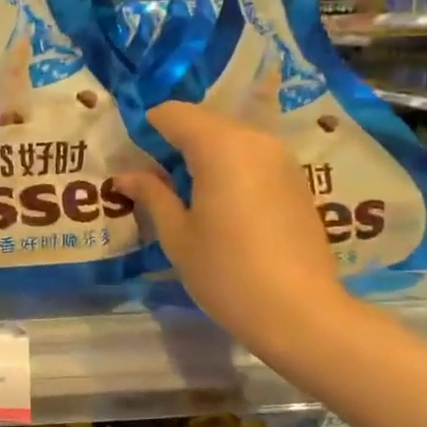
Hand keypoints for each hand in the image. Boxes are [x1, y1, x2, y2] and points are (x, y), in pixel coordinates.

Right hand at [111, 101, 351, 347]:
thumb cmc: (226, 272)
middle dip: (174, 141)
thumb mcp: (178, 235)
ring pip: (230, 139)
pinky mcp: (296, 181)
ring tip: (183, 193)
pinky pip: (252, 158)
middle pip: (204, 122)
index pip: (173, 114)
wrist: (301, 313)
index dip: (147, 128)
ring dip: (203, 155)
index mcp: (219, 146)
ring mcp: (281, 159)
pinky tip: (219, 205)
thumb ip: (152, 195)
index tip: (130, 156)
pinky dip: (229, 168)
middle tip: (151, 178)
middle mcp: (254, 140)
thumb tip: (125, 175)